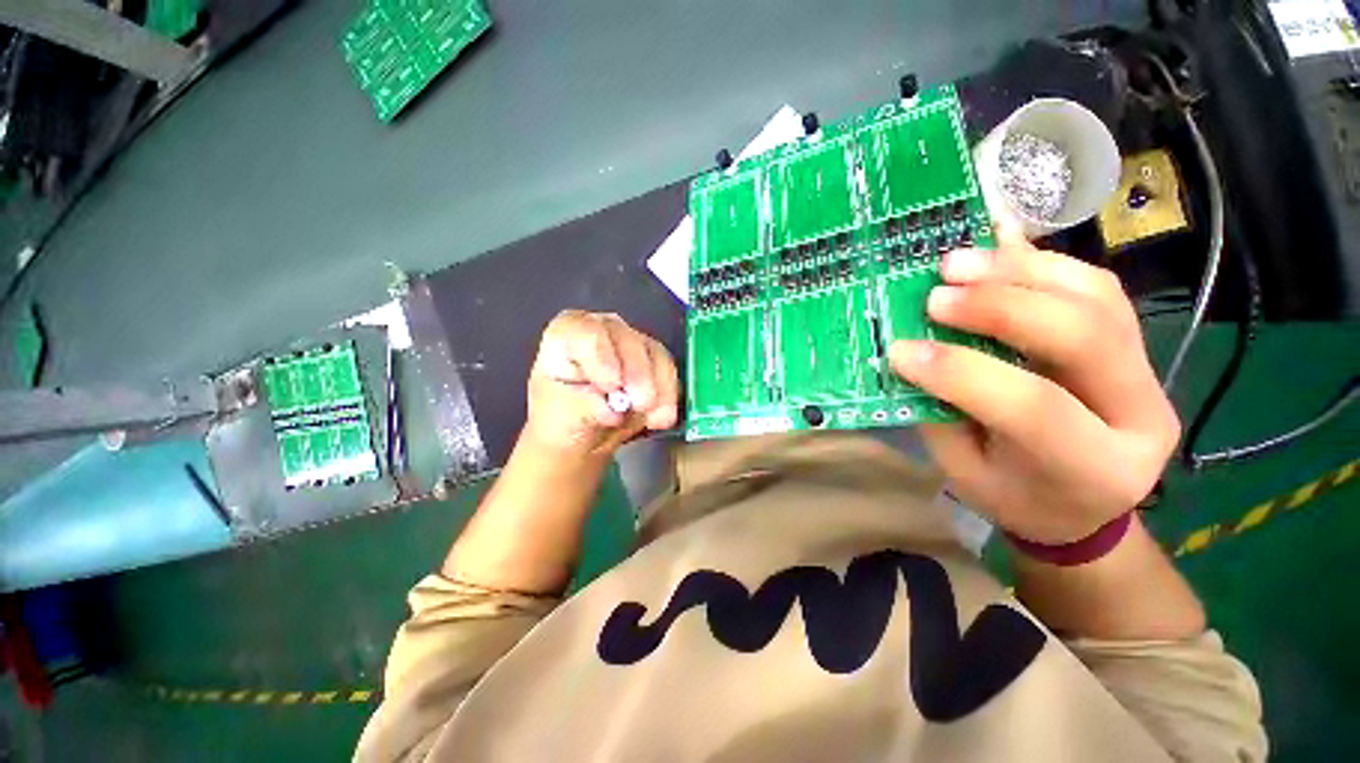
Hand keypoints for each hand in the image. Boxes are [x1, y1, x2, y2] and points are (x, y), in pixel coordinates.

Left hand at [524, 310, 679, 457]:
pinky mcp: (654, 362)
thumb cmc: (562, 419)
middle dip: (638, 373)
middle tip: (641, 403)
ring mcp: (631, 343)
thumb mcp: (562, 417)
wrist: (582, 436)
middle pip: (627, 339)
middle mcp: (602, 331)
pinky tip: (661, 419)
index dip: (602, 357)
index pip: (587, 333)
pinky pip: (668, 372)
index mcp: (568, 334)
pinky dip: (668, 396)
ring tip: (654, 418)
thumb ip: (584, 408)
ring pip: (654, 353)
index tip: (612, 386)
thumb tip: (612, 410)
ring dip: (659, 386)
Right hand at [889, 226, 1179, 543]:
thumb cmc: (1014, 496)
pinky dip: (1043, 265)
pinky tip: (998, 257)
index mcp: (1094, 468)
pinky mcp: (1137, 344)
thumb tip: (910, 348)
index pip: (1034, 408)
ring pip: (1098, 299)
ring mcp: (1149, 371)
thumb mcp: (967, 472)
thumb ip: (944, 410)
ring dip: (1021, 271)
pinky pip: (1098, 288)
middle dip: (1001, 307)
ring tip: (959, 263)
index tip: (901, 351)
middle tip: (937, 294)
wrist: (1081, 505)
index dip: (961, 372)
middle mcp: (1141, 416)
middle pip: (1082, 338)